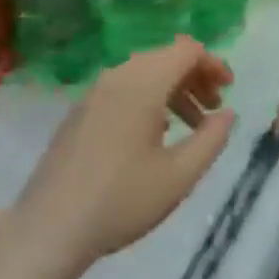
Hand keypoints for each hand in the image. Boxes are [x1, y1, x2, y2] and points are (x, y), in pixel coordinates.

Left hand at [14, 37, 234, 274]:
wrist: (49, 228)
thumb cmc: (121, 201)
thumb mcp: (179, 176)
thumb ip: (211, 139)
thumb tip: (227, 113)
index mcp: (142, 84)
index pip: (186, 50)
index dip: (213, 63)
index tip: (229, 89)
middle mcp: (116, 77)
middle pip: (164, 58)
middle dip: (195, 77)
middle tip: (214, 110)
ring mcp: (93, 93)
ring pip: (143, 73)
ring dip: (172, 90)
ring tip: (191, 125)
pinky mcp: (80, 111)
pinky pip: (123, 89)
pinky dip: (148, 99)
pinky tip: (155, 134)